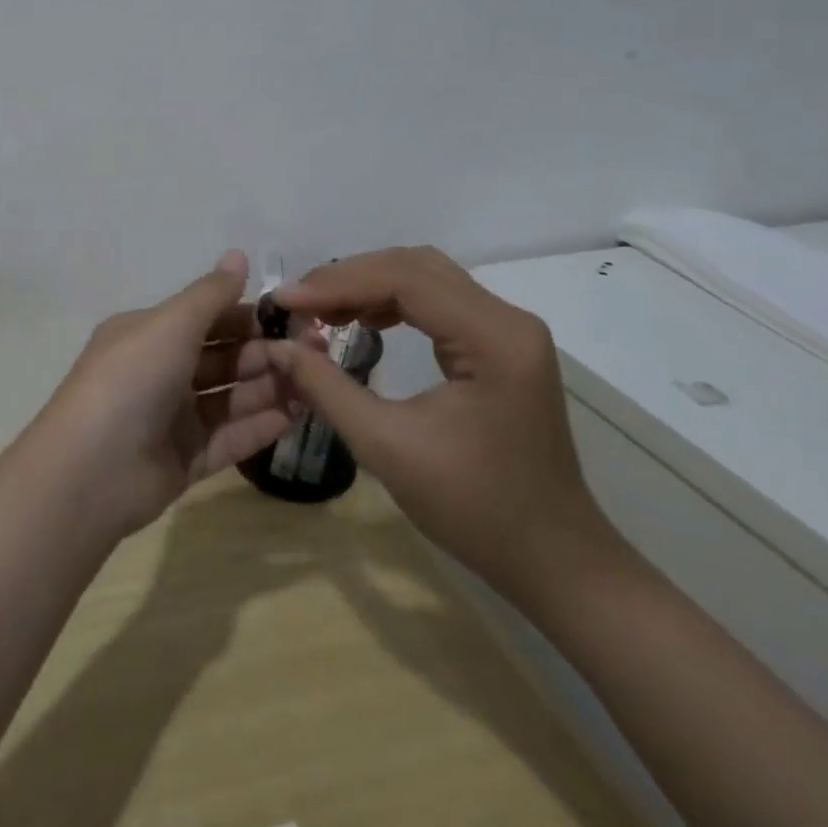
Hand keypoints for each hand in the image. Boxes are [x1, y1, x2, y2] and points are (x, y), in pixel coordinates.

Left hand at [29, 250, 299, 538]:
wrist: (91, 470)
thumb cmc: (131, 379)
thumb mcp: (170, 324)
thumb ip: (210, 294)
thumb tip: (239, 255)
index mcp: (149, 334)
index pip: (208, 318)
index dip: (250, 315)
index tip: (295, 317)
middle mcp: (160, 371)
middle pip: (223, 357)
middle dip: (266, 353)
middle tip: (316, 352)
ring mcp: (171, 418)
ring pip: (230, 398)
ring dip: (269, 388)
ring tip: (315, 384)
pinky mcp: (184, 460)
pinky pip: (229, 438)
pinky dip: (260, 427)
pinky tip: (297, 417)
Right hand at [265, 247, 614, 599]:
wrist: (551, 558)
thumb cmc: (474, 508)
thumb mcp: (386, 447)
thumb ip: (325, 387)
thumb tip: (275, 345)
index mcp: (493, 338)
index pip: (405, 280)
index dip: (337, 283)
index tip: (285, 302)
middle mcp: (508, 319)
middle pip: (415, 267)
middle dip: (349, 278)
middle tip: (298, 304)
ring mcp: (508, 329)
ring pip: (425, 277)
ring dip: (368, 285)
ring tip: (320, 310)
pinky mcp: (501, 344)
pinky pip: (438, 301)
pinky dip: (392, 301)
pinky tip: (362, 320)